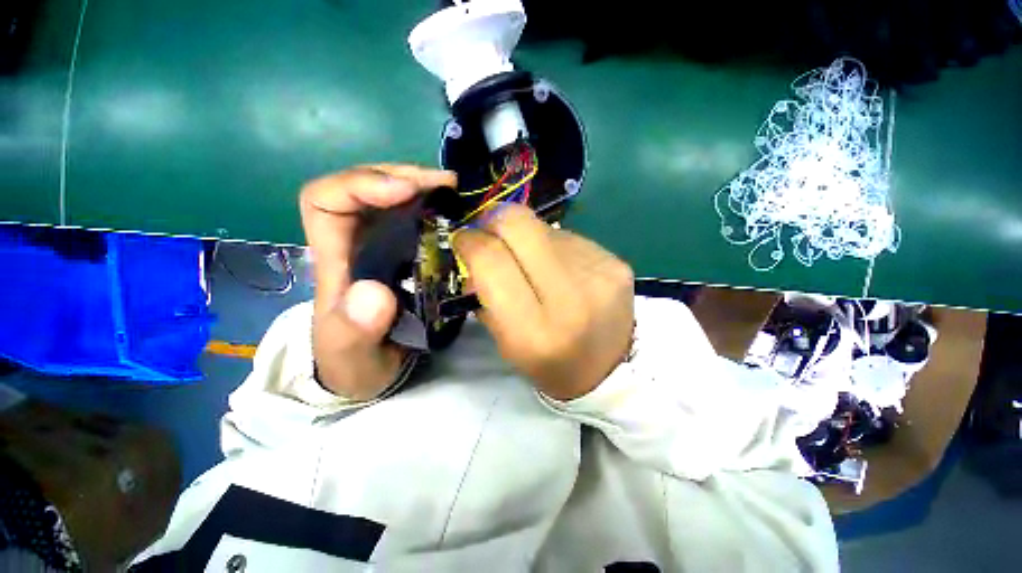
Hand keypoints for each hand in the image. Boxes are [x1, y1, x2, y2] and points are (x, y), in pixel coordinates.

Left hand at [300, 165, 455, 399]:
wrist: (371, 369)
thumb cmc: (354, 362)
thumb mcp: (350, 356)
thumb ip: (354, 331)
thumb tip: (375, 293)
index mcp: (336, 259)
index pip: (325, 199)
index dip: (359, 183)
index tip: (404, 192)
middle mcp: (358, 242)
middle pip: (367, 186)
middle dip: (404, 176)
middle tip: (447, 185)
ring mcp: (385, 245)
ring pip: (396, 198)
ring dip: (426, 188)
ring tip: (458, 193)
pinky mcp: (409, 254)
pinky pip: (421, 219)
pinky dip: (440, 210)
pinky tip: (460, 214)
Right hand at [454, 204, 634, 400]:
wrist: (611, 369)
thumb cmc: (550, 364)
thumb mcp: (506, 343)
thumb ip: (484, 294)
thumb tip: (474, 248)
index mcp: (534, 331)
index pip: (491, 261)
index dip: (470, 241)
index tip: (463, 240)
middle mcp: (570, 297)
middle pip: (519, 224)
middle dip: (494, 221)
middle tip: (490, 234)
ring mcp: (599, 274)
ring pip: (543, 227)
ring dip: (527, 239)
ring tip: (534, 264)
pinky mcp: (615, 261)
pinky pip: (569, 237)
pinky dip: (553, 247)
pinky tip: (561, 269)